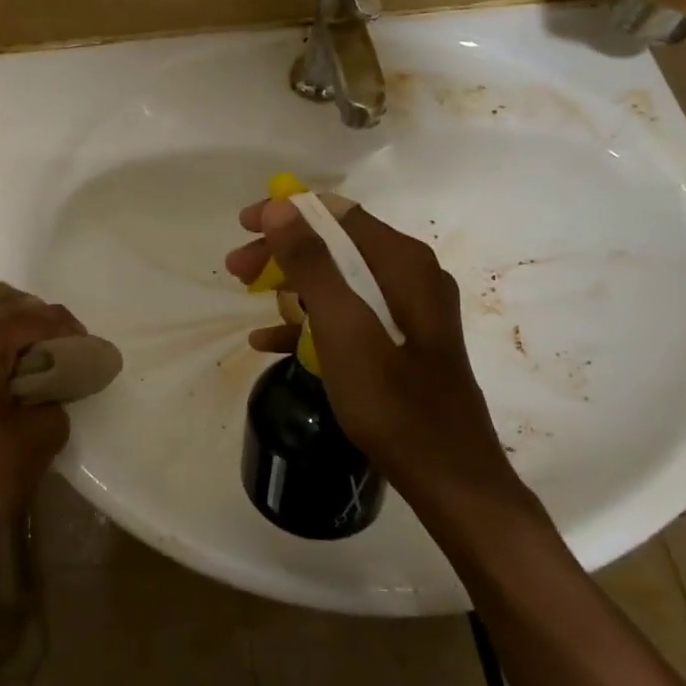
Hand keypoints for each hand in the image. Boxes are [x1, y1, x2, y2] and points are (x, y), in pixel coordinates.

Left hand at [0, 305, 78, 579]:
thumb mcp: (44, 430)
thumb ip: (55, 392)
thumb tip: (54, 382)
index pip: (22, 320)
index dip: (57, 323)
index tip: (82, 335)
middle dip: (24, 313)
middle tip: (55, 332)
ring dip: (0, 326)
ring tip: (33, 343)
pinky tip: (0, 362)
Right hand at [224, 197, 513, 495]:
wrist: (449, 479)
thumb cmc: (392, 400)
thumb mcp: (343, 327)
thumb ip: (311, 263)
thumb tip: (279, 206)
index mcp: (403, 263)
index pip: (337, 213)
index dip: (287, 213)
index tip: (243, 225)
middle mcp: (410, 276)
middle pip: (335, 245)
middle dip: (282, 253)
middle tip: (235, 269)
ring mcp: (407, 310)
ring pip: (337, 280)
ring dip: (289, 285)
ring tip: (247, 300)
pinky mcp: (400, 342)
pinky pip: (347, 316)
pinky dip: (309, 321)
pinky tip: (269, 342)